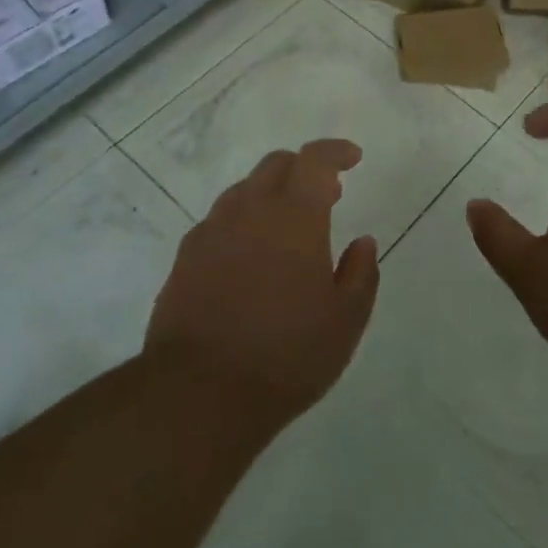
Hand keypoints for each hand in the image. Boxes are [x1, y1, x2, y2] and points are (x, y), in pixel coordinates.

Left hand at [144, 139, 379, 433]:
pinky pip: (219, 221)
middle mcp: (249, 211)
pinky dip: (243, 222)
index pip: (314, 160)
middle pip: (276, 165)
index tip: (353, 158)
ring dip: (271, 194)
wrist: (197, 395)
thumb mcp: (344, 322)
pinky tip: (250, 257)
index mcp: (294, 216)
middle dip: (304, 169)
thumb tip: (363, 242)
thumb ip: (360, 274)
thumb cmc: (285, 356)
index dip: (335, 151)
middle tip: (327, 194)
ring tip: (288, 228)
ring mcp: (212, 232)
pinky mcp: (185, 258)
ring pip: (244, 190)